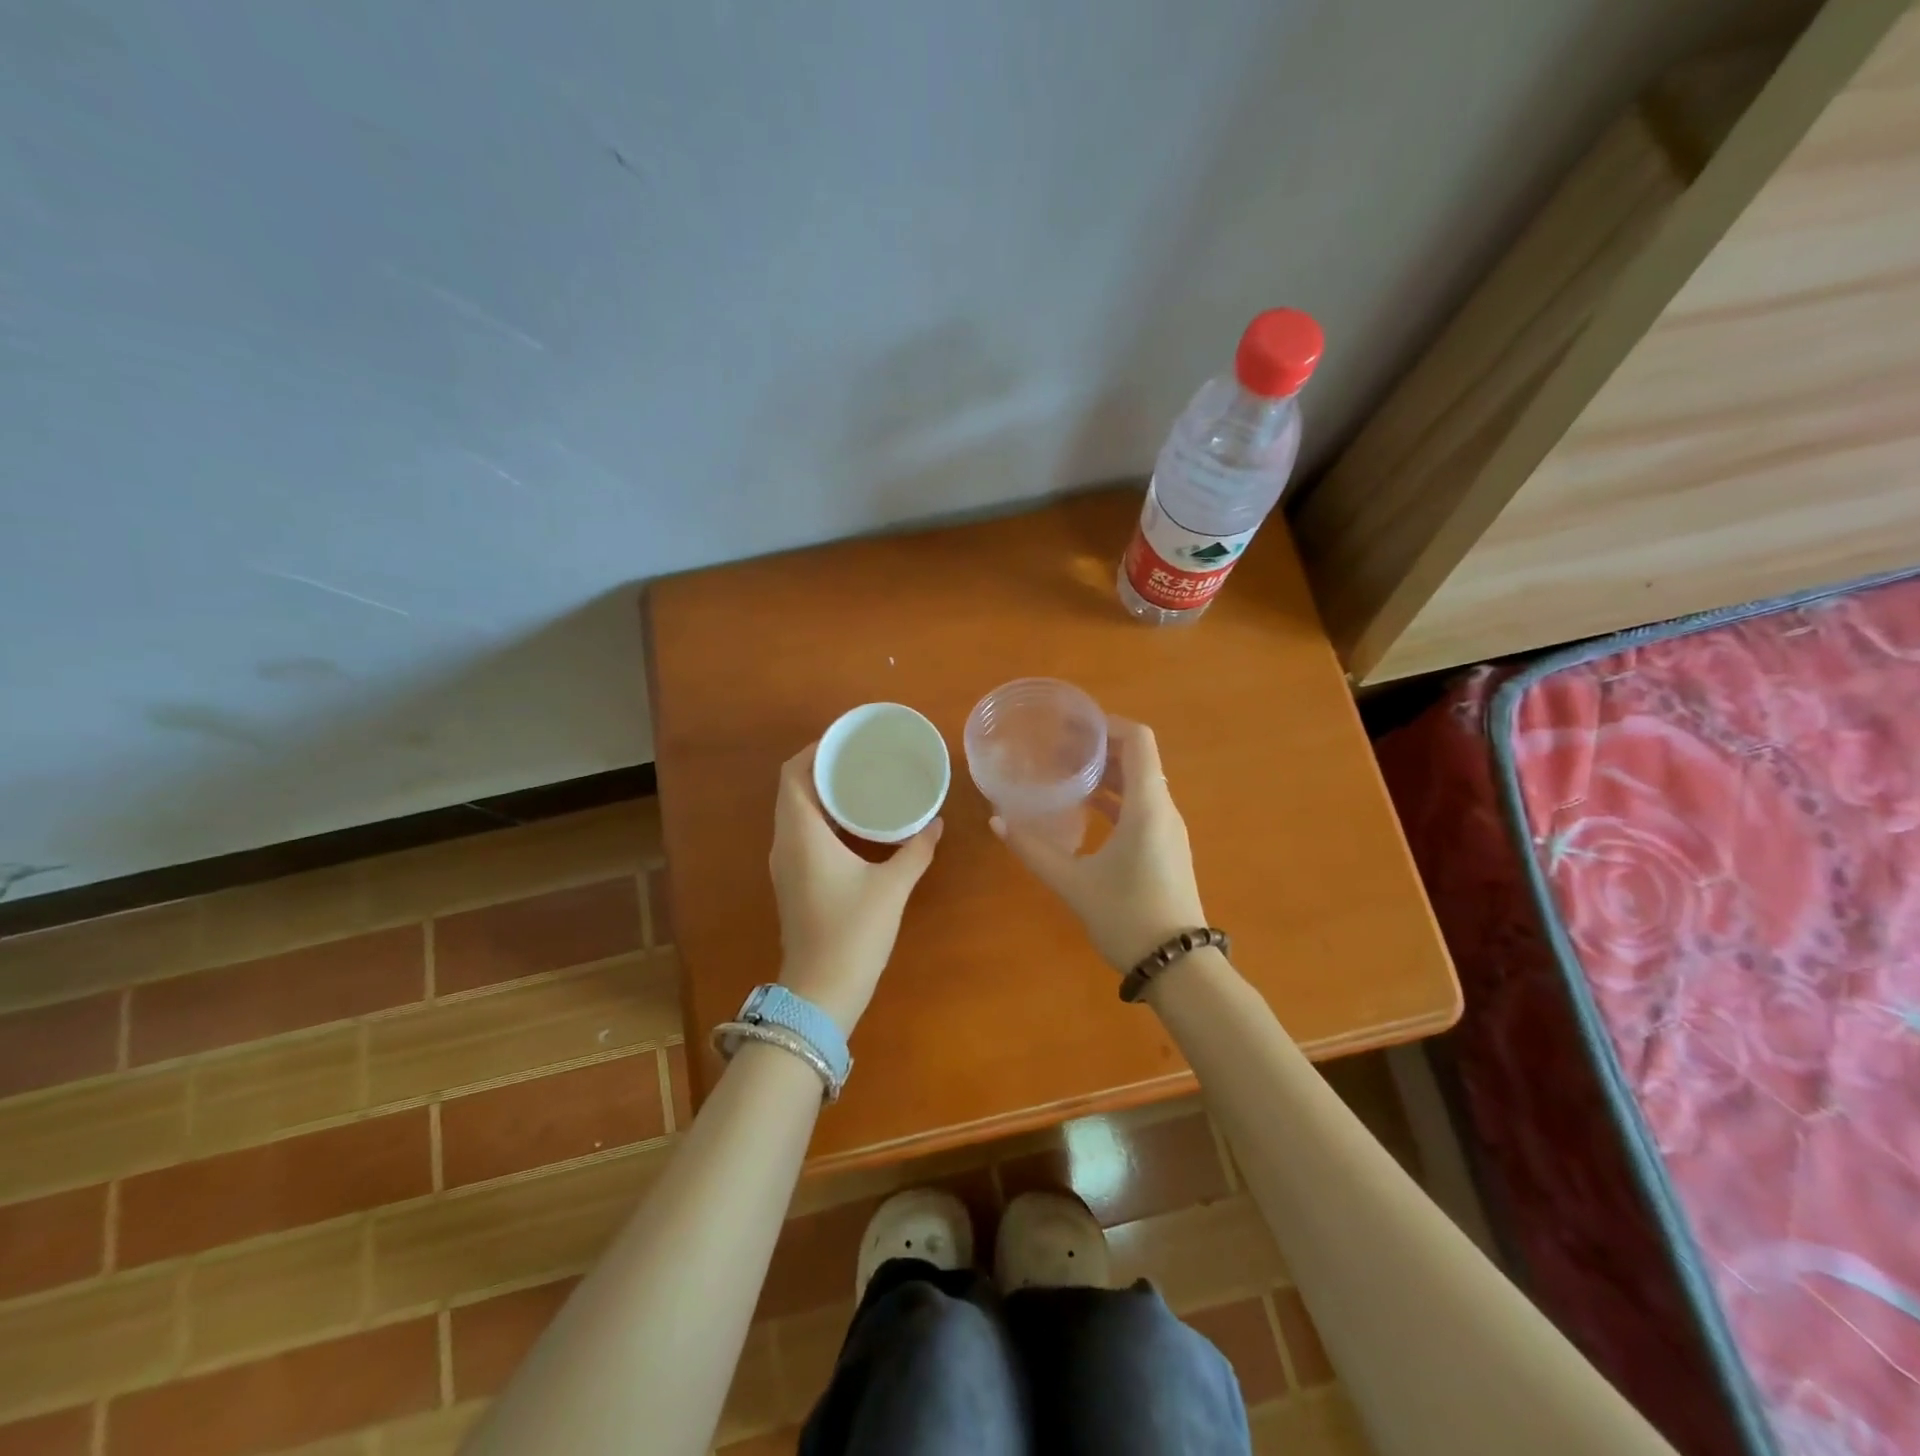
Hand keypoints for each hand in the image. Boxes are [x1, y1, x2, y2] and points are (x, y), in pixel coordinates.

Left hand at [769, 743, 942, 1033]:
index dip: (815, 751)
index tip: (846, 740)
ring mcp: (785, 864)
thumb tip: (936, 823)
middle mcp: (785, 842)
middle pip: (793, 789)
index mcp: (802, 834)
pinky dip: (822, 818)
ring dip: (821, 794)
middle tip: (860, 758)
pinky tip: (854, 825)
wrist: (821, 991)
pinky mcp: (793, 881)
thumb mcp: (892, 886)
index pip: (794, 775)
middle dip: (822, 768)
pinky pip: (801, 833)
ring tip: (860, 783)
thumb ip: (916, 849)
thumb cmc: (854, 932)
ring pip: (795, 812)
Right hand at [992, 719, 1205, 972]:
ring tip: (1065, 772)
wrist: (1178, 966)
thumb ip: (1033, 850)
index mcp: (1147, 806)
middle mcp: (1163, 809)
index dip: (1108, 724)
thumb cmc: (1128, 916)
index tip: (1072, 725)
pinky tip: (1083, 810)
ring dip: (1106, 773)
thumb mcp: (1073, 883)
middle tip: (1058, 746)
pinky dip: (1114, 799)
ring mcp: (1167, 830)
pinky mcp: (1165, 849)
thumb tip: (996, 820)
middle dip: (1100, 747)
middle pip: (1137, 759)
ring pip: (1140, 784)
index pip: (1138, 740)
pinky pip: (1141, 808)